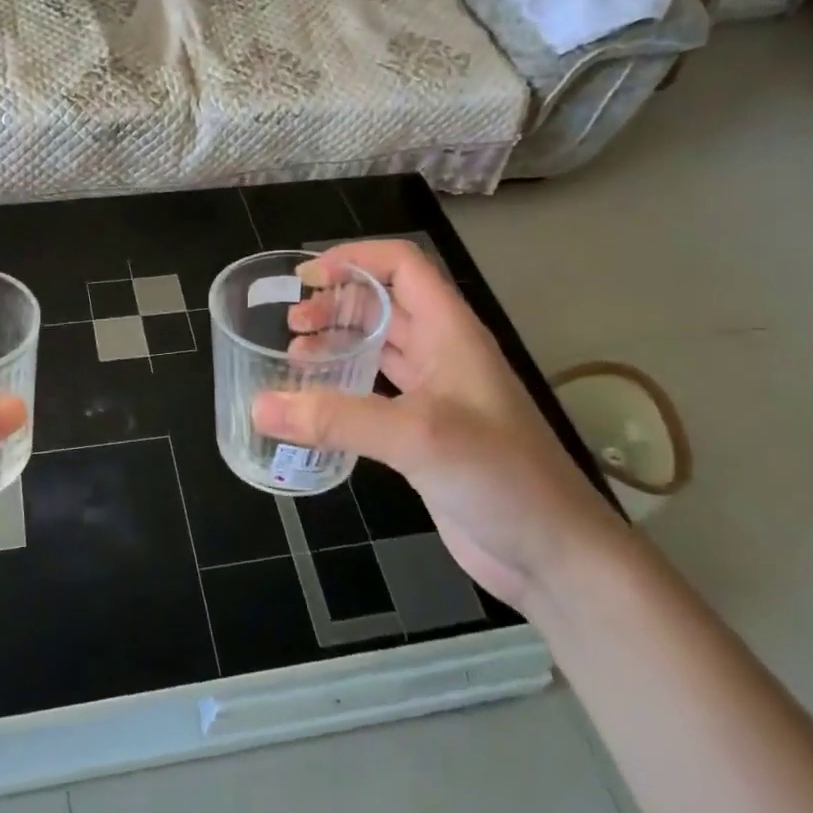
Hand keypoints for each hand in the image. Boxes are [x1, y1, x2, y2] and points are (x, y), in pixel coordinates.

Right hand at [252, 240, 623, 609]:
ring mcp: (435, 394)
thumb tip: (259, 407)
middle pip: (384, 303)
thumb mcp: (417, 437)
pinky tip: (316, 403)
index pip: (402, 266)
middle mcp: (442, 353)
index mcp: (450, 332)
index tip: (307, 279)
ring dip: (337, 342)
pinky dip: (343, 386)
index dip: (355, 259)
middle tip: (291, 325)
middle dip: (336, 303)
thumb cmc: (499, 477)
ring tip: (294, 356)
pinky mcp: (424, 433)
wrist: (554, 554)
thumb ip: (336, 419)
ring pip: (378, 347)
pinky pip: (376, 392)